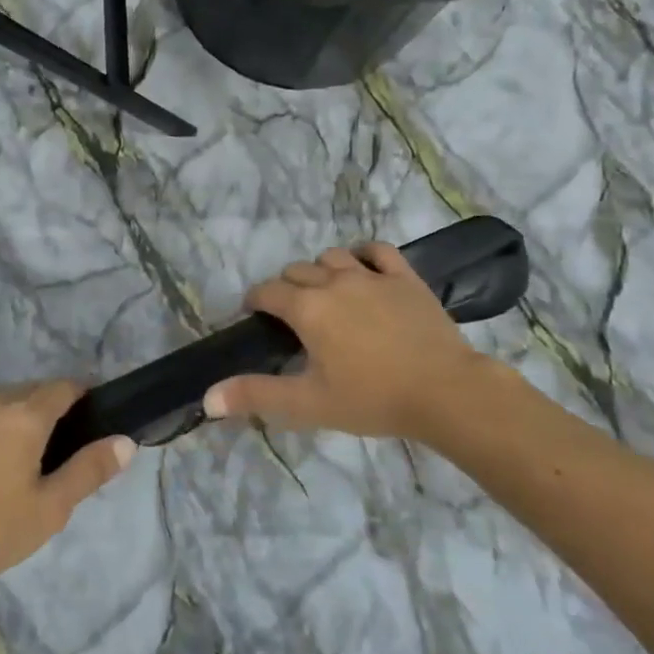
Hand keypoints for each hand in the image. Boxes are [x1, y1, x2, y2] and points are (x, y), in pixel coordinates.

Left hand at [0, 380, 134, 593]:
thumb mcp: (48, 509)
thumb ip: (88, 471)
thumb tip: (126, 441)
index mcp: (26, 414)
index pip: (66, 386)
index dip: (88, 395)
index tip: (101, 418)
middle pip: (37, 389)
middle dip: (59, 406)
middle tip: (73, 446)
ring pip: (10, 401)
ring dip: (30, 415)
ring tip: (39, 458)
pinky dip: (5, 426)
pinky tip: (2, 465)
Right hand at [204, 243, 491, 438]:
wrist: (446, 391)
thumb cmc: (372, 398)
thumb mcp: (309, 403)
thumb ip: (257, 396)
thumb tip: (207, 398)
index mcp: (307, 308)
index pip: (266, 292)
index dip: (255, 301)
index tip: (255, 317)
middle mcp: (333, 281)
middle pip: (296, 271)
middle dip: (286, 288)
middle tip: (293, 318)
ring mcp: (371, 275)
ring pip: (332, 256)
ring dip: (321, 270)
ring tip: (326, 294)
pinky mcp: (404, 277)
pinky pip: (377, 250)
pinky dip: (364, 255)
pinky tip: (364, 270)